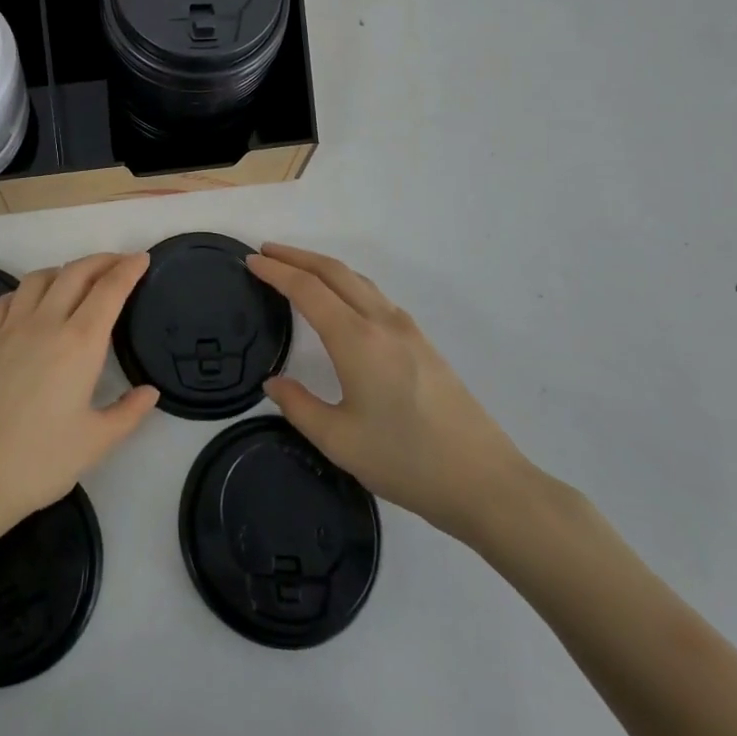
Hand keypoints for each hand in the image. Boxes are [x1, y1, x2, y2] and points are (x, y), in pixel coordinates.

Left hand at [0, 253, 159, 543]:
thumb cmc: (38, 463)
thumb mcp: (95, 444)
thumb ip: (128, 413)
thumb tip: (150, 391)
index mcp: (79, 343)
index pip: (109, 290)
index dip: (128, 269)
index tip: (142, 258)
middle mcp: (45, 324)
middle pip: (75, 273)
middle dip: (101, 261)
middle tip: (120, 263)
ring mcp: (9, 329)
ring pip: (39, 279)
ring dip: (64, 270)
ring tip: (78, 280)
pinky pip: (6, 300)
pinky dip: (25, 291)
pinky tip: (30, 305)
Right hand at [249, 243, 538, 547]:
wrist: (486, 482)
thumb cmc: (407, 462)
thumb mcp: (340, 441)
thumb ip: (299, 406)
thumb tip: (273, 382)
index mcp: (357, 340)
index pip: (307, 290)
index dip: (276, 272)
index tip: (250, 261)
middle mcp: (382, 322)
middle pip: (334, 272)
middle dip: (297, 257)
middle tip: (266, 253)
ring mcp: (408, 330)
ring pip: (358, 281)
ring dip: (323, 268)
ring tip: (297, 270)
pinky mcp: (423, 344)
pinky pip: (375, 297)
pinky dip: (347, 284)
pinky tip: (341, 303)